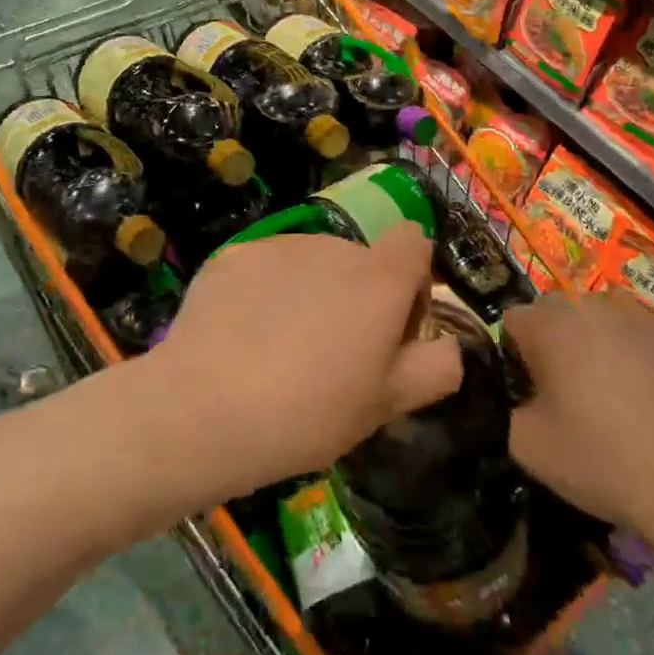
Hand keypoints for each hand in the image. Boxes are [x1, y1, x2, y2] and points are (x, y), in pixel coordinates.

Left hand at [146, 226, 462, 494]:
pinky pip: (266, 268)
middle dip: (357, 296)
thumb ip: (434, 369)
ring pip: (312, 263)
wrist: (203, 409)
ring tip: (281, 351)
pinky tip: (242, 338)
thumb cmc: (308, 413)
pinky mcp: (234, 255)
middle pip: (360, 259)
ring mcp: (280, 246)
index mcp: (378, 279)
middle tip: (332, 356)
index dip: (412, 279)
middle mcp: (333, 247)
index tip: (393, 326)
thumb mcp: (385, 407)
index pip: (414, 240)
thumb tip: (450, 346)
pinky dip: (265, 293)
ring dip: (311, 292)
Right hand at [504, 292, 653, 566]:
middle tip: (574, 392)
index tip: (533, 390)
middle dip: (560, 342)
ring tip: (622, 391)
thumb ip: (508, 408)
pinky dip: (651, 355)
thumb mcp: (528, 448)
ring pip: (610, 318)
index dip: (517, 355)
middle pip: (562, 312)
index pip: (515, 320)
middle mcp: (598, 307)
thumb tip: (520, 396)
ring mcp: (649, 317)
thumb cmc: (607, 465)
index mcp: (554, 327)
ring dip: (605, 342)